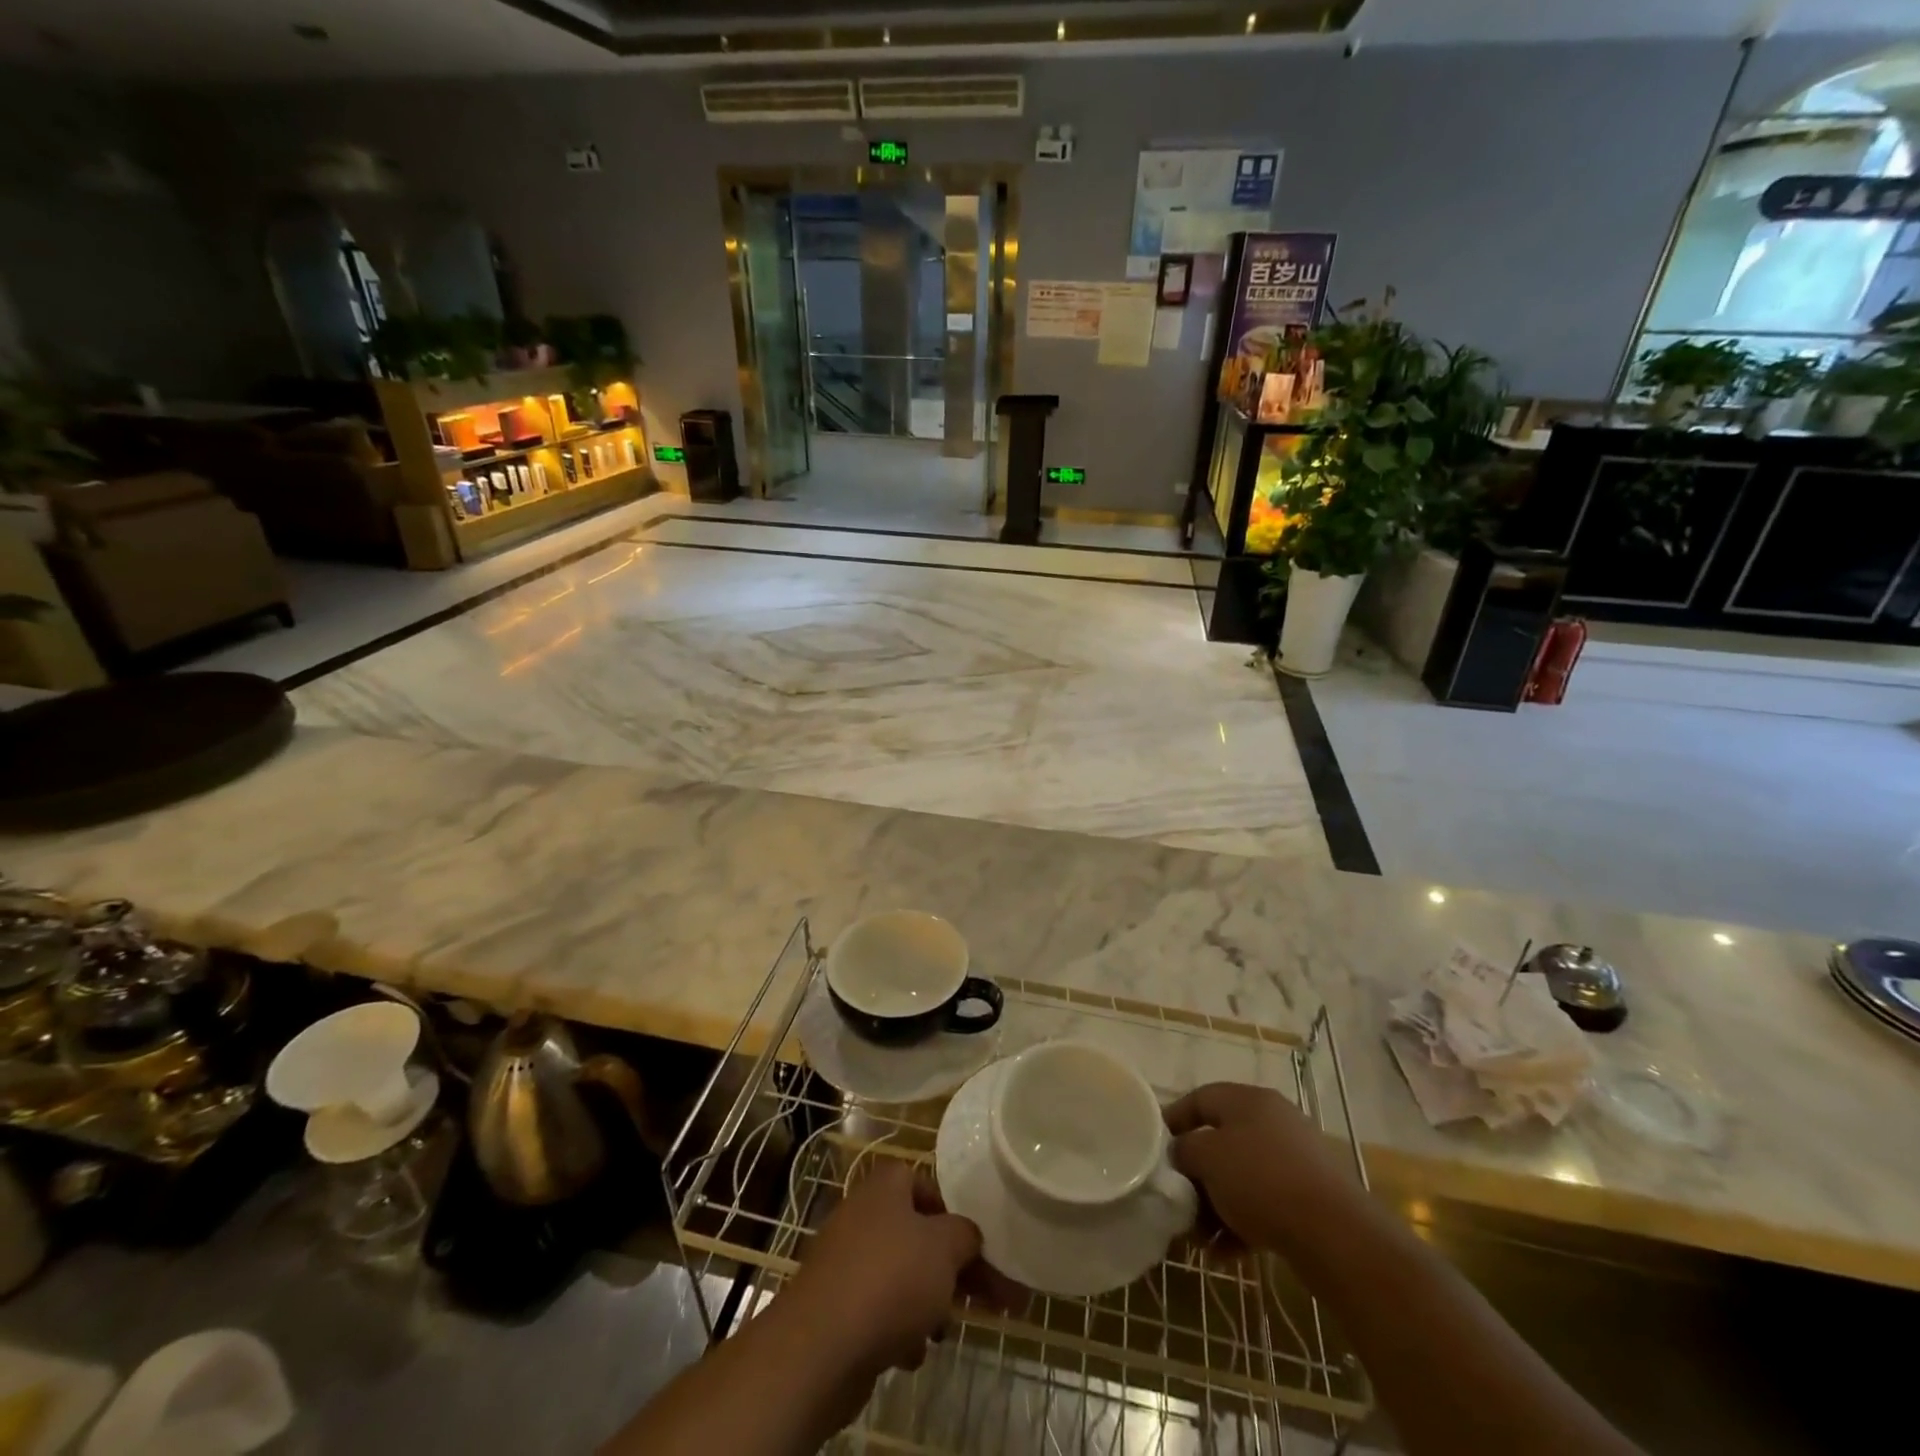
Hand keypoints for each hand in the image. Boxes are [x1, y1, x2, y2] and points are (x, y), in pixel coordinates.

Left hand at [783, 1159, 982, 1378]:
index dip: (949, 1208)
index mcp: (885, 1187)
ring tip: (942, 1331)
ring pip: (899, 1274)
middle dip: (947, 1267)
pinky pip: (877, 1309)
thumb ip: (965, 1234)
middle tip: (978, 1297)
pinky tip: (910, 1354)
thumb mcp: (945, 1248)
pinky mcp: (835, 1307)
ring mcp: (845, 1261)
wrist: (821, 1347)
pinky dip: (897, 1328)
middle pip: (915, 1233)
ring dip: (925, 1302)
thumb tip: (968, 1235)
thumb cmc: (890, 1279)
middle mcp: (862, 1215)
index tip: (971, 1241)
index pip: (921, 1181)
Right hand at [1165, 1082, 1353, 1256]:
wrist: (1336, 1235)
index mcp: (1248, 1100)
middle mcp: (1273, 1122)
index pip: (1200, 1099)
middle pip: (1221, 1141)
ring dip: (1216, 1205)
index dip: (1173, 1119)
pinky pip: (1264, 1204)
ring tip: (1200, 1238)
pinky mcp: (1310, 1198)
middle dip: (1196, 1174)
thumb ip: (1185, 1150)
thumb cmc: (1262, 1180)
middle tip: (1179, 1200)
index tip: (1154, 1146)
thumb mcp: (1208, 1158)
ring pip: (1242, 1177)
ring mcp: (1295, 1160)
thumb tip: (1181, 1153)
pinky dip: (1242, 1223)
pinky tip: (1225, 1253)